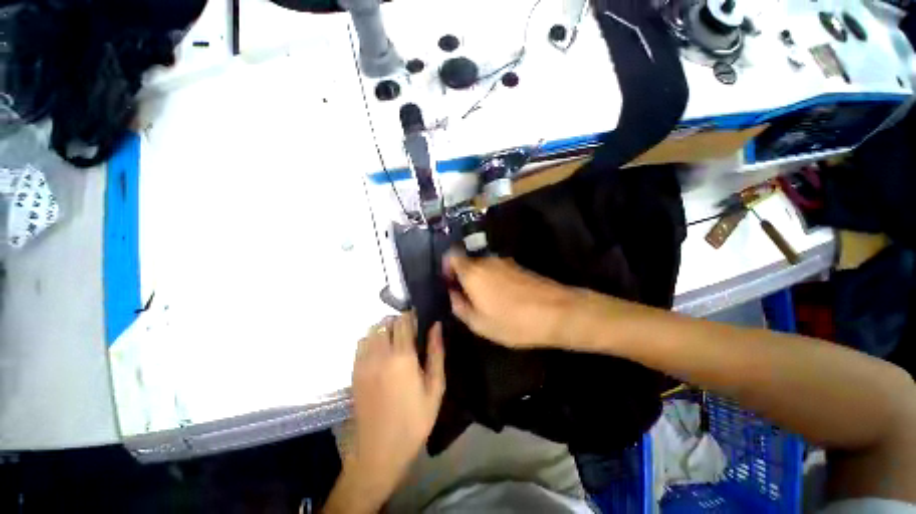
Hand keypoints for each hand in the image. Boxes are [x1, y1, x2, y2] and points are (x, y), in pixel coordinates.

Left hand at [344, 314, 444, 506]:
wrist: (379, 450)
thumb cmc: (414, 420)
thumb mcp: (435, 388)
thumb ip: (436, 353)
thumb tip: (436, 326)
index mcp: (402, 356)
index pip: (404, 320)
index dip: (413, 316)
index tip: (420, 321)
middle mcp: (380, 353)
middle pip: (387, 322)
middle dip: (400, 322)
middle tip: (411, 334)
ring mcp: (364, 362)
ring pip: (372, 330)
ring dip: (385, 329)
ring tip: (395, 342)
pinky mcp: (354, 371)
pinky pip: (361, 343)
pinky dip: (371, 339)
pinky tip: (380, 353)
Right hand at [444, 251, 581, 348]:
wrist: (557, 312)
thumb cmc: (513, 321)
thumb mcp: (480, 324)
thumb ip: (460, 307)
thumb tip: (454, 295)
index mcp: (473, 272)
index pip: (452, 255)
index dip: (447, 266)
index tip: (449, 282)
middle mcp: (487, 262)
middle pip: (468, 262)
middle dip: (463, 277)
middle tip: (466, 298)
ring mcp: (505, 263)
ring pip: (483, 267)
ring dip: (479, 280)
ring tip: (485, 302)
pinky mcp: (519, 268)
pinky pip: (497, 271)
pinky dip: (493, 281)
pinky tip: (502, 299)